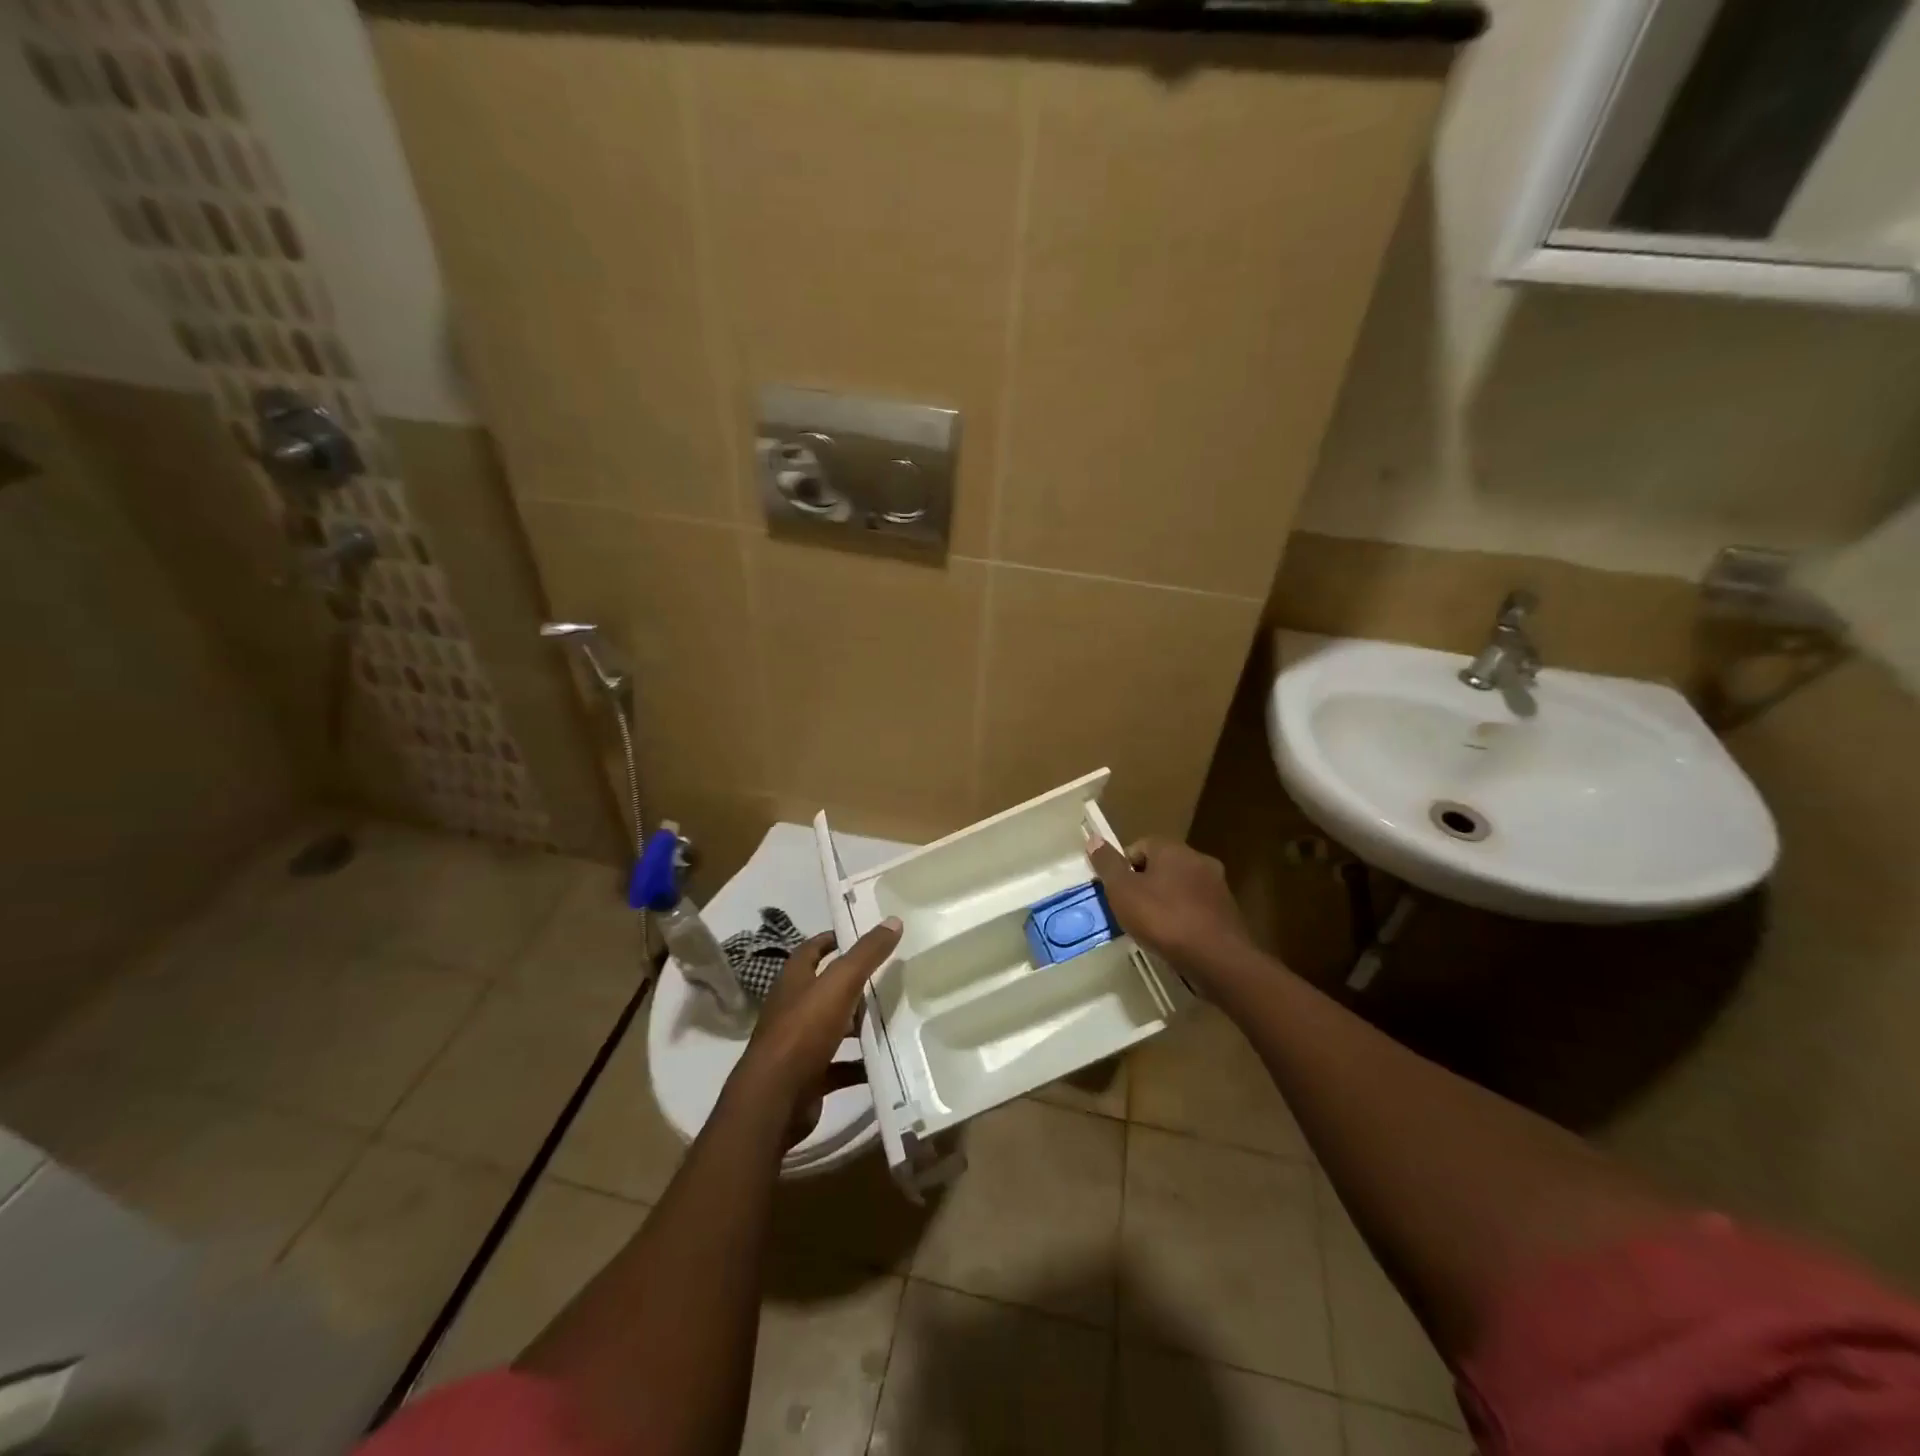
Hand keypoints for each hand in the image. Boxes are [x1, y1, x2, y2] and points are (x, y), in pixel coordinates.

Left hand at [731, 918, 901, 1147]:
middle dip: (855, 983)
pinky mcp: (809, 1077)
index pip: (812, 949)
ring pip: (834, 1027)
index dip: (834, 939)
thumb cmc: (803, 1031)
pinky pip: (840, 1066)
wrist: (774, 1100)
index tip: (864, 935)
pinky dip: (860, 1064)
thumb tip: (893, 920)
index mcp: (794, 980)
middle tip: (890, 976)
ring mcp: (799, 1045)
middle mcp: (793, 1008)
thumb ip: (866, 953)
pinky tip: (885, 1062)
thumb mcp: (840, 984)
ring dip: (859, 1025)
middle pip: (826, 989)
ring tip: (895, 1017)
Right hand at [1086, 835, 1251, 981]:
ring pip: (1179, 888)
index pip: (1139, 846)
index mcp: (1172, 849)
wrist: (1217, 959)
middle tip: (1129, 911)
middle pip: (1160, 866)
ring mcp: (1217, 886)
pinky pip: (1195, 908)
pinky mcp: (1228, 912)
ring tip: (1150, 928)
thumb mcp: (1123, 891)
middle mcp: (1198, 859)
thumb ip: (1107, 864)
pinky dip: (1182, 918)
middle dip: (1143, 885)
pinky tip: (1173, 939)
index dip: (1122, 868)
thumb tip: (1093, 838)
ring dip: (1164, 902)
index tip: (1114, 893)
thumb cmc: (1163, 919)